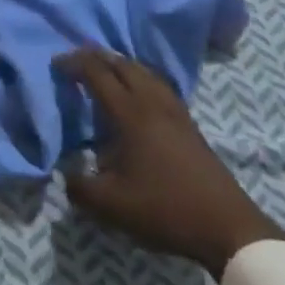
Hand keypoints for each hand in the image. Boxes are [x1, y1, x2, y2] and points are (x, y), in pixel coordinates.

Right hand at [55, 48, 284, 279]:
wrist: (228, 226)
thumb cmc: (166, 209)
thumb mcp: (113, 206)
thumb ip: (80, 188)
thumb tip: (66, 174)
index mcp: (131, 113)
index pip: (97, 73)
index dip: (74, 63)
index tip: (56, 64)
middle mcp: (153, 102)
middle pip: (123, 64)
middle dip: (97, 57)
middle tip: (77, 63)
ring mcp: (176, 111)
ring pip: (144, 72)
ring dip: (121, 66)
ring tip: (105, 74)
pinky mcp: (190, 124)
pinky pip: (159, 86)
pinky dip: (141, 79)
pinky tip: (138, 98)